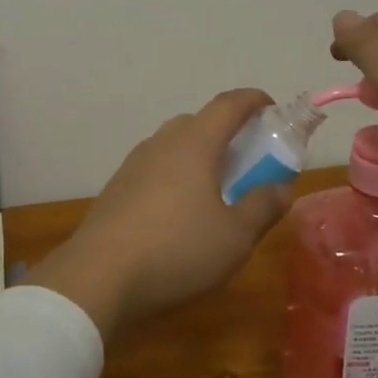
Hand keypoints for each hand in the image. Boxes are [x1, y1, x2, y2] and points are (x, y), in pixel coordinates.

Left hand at [27, 89, 290, 341]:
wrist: (98, 277)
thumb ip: (262, 207)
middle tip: (246, 160)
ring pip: (173, 146)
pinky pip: (154, 169)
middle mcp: (162, 144)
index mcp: (194, 144)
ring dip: (198, 156)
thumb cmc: (177, 250)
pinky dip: (175, 177)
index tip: (271, 108)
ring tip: (214, 190)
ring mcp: (133, 165)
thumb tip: (280, 188)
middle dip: (226, 132)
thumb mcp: (235, 237)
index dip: (253, 100)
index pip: (228, 105)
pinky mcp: (116, 189)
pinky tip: (179, 213)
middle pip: (198, 122)